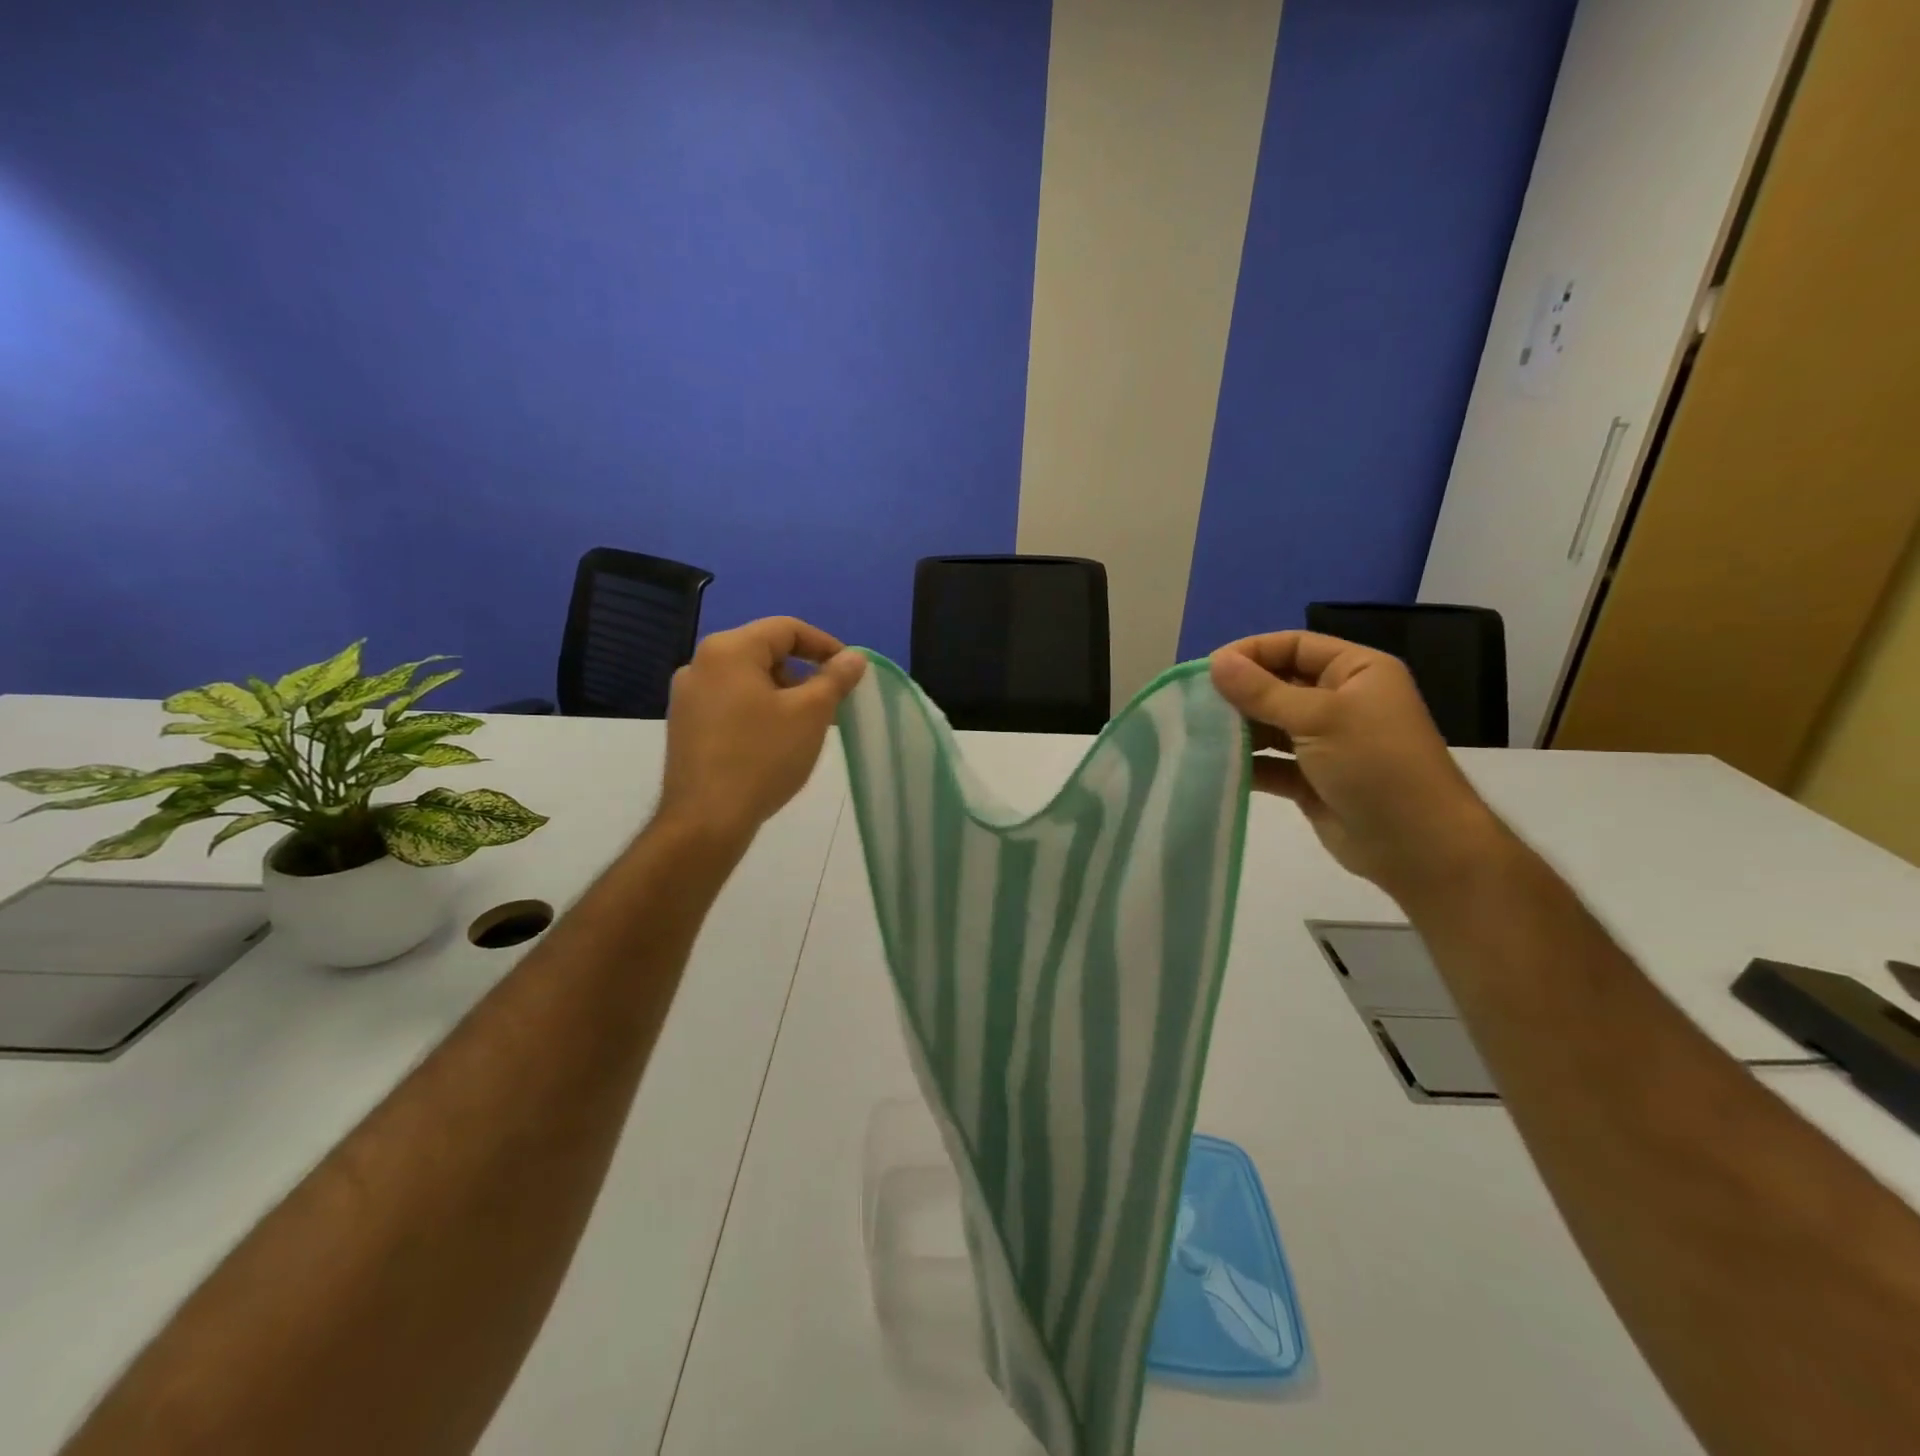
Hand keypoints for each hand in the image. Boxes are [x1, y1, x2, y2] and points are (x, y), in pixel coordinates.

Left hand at [655, 617, 865, 848]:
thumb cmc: (763, 757)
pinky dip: (759, 710)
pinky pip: (730, 703)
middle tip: (831, 702)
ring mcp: (687, 696)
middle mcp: (700, 663)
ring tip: (807, 725)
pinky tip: (776, 741)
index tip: (850, 672)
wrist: (706, 820)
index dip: (825, 645)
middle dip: (804, 673)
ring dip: (783, 693)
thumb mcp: (810, 714)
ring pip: (747, 680)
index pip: (787, 629)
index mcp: (729, 650)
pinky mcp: (685, 725)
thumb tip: (854, 658)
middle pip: (765, 652)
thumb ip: (835, 679)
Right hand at [1209, 632, 1506, 903]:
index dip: (1251, 652)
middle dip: (1240, 693)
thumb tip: (1215, 662)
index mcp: (1356, 671)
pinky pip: (1271, 763)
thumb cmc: (1375, 764)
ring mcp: (1325, 742)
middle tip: (1196, 704)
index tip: (1208, 670)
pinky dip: (1247, 763)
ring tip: (1199, 735)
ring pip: (1271, 725)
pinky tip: (1216, 767)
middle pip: (1278, 684)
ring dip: (1239, 729)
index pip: (1294, 646)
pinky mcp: (1311, 779)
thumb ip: (1262, 691)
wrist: (1416, 845)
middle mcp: (1341, 700)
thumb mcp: (1318, 718)